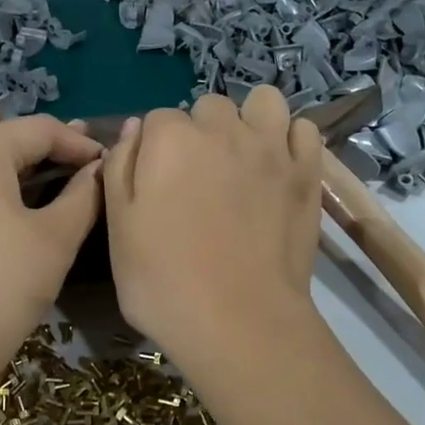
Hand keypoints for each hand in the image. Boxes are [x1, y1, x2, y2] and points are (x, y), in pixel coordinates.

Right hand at [103, 85, 323, 371]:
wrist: (239, 322)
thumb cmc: (164, 282)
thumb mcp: (118, 228)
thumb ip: (119, 169)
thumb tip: (134, 129)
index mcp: (170, 139)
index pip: (158, 119)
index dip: (155, 150)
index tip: (158, 184)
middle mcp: (222, 129)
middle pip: (208, 108)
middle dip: (201, 132)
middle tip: (199, 179)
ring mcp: (271, 148)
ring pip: (263, 102)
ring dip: (250, 120)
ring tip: (244, 157)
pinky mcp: (307, 172)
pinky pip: (304, 129)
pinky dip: (291, 140)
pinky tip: (278, 167)